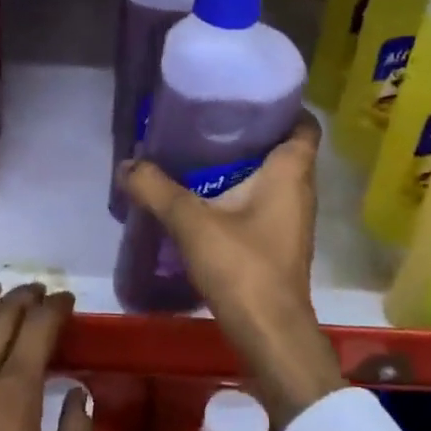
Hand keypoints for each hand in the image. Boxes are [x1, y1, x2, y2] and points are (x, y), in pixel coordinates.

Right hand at [118, 113, 343, 427]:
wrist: (270, 336)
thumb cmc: (243, 268)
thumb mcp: (192, 223)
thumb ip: (157, 190)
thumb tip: (127, 165)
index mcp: (291, 173)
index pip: (303, 124)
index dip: (281, 105)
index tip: (246, 95)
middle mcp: (298, 191)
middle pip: (281, 147)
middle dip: (249, 131)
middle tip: (209, 118)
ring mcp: (291, 219)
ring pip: (270, 176)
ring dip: (241, 163)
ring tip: (200, 150)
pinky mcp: (278, 242)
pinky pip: (261, 201)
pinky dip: (238, 191)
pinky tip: (203, 194)